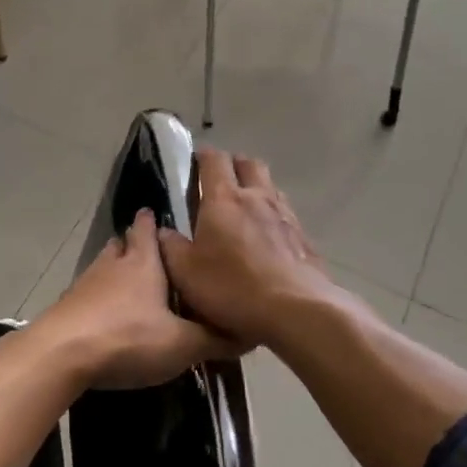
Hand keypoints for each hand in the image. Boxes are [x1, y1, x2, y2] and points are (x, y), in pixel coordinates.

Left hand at [30, 210, 240, 389]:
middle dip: (134, 244)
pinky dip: (99, 298)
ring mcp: (84, 284)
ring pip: (103, 266)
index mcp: (143, 263)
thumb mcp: (181, 344)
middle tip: (149, 252)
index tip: (158, 216)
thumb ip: (214, 339)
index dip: (152, 221)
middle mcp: (112, 264)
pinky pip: (87, 294)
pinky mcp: (66, 306)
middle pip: (122, 244)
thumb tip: (250, 334)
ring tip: (131, 283)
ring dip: (115, 270)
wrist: (61, 354)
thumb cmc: (128, 337)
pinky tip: (107, 315)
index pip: (147, 229)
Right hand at [158, 150, 354, 349]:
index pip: (214, 160)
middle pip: (248, 163)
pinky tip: (266, 236)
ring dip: (255, 188)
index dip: (203, 156)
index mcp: (224, 199)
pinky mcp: (303, 236)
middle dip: (233, 165)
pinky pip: (285, 212)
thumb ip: (170, 247)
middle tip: (219, 181)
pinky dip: (272, 214)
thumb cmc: (232, 287)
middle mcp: (257, 197)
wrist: (295, 310)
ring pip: (270, 185)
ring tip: (243, 208)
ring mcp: (285, 215)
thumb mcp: (186, 273)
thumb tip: (163, 230)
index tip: (193, 163)